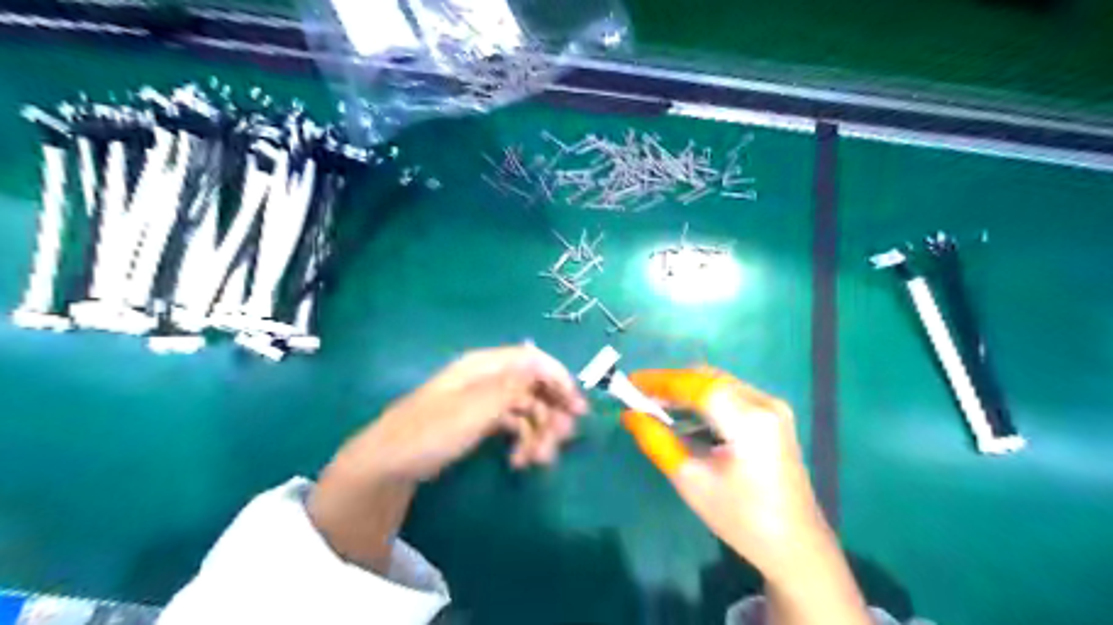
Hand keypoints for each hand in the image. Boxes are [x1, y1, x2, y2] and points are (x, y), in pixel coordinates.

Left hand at [348, 341, 590, 482]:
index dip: (559, 380)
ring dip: (539, 433)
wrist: (390, 463)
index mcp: (486, 366)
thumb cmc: (432, 431)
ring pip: (526, 408)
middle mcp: (489, 378)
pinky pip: (512, 424)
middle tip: (562, 442)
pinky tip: (520, 462)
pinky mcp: (480, 420)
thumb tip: (542, 360)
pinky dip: (522, 441)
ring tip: (538, 462)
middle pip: (534, 386)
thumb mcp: (475, 408)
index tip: (577, 409)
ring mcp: (484, 400)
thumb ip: (512, 385)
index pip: (533, 361)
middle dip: (552, 413)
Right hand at [623, 372, 828, 579]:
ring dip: (685, 389)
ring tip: (654, 404)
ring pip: (718, 383)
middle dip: (670, 382)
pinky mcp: (773, 415)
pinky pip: (730, 394)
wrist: (795, 545)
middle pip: (708, 378)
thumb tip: (629, 414)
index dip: (660, 380)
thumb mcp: (691, 481)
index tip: (629, 382)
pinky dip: (703, 399)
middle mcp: (765, 403)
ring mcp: (773, 407)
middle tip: (638, 395)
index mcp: (750, 422)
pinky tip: (683, 414)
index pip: (697, 386)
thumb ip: (656, 441)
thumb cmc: (741, 519)